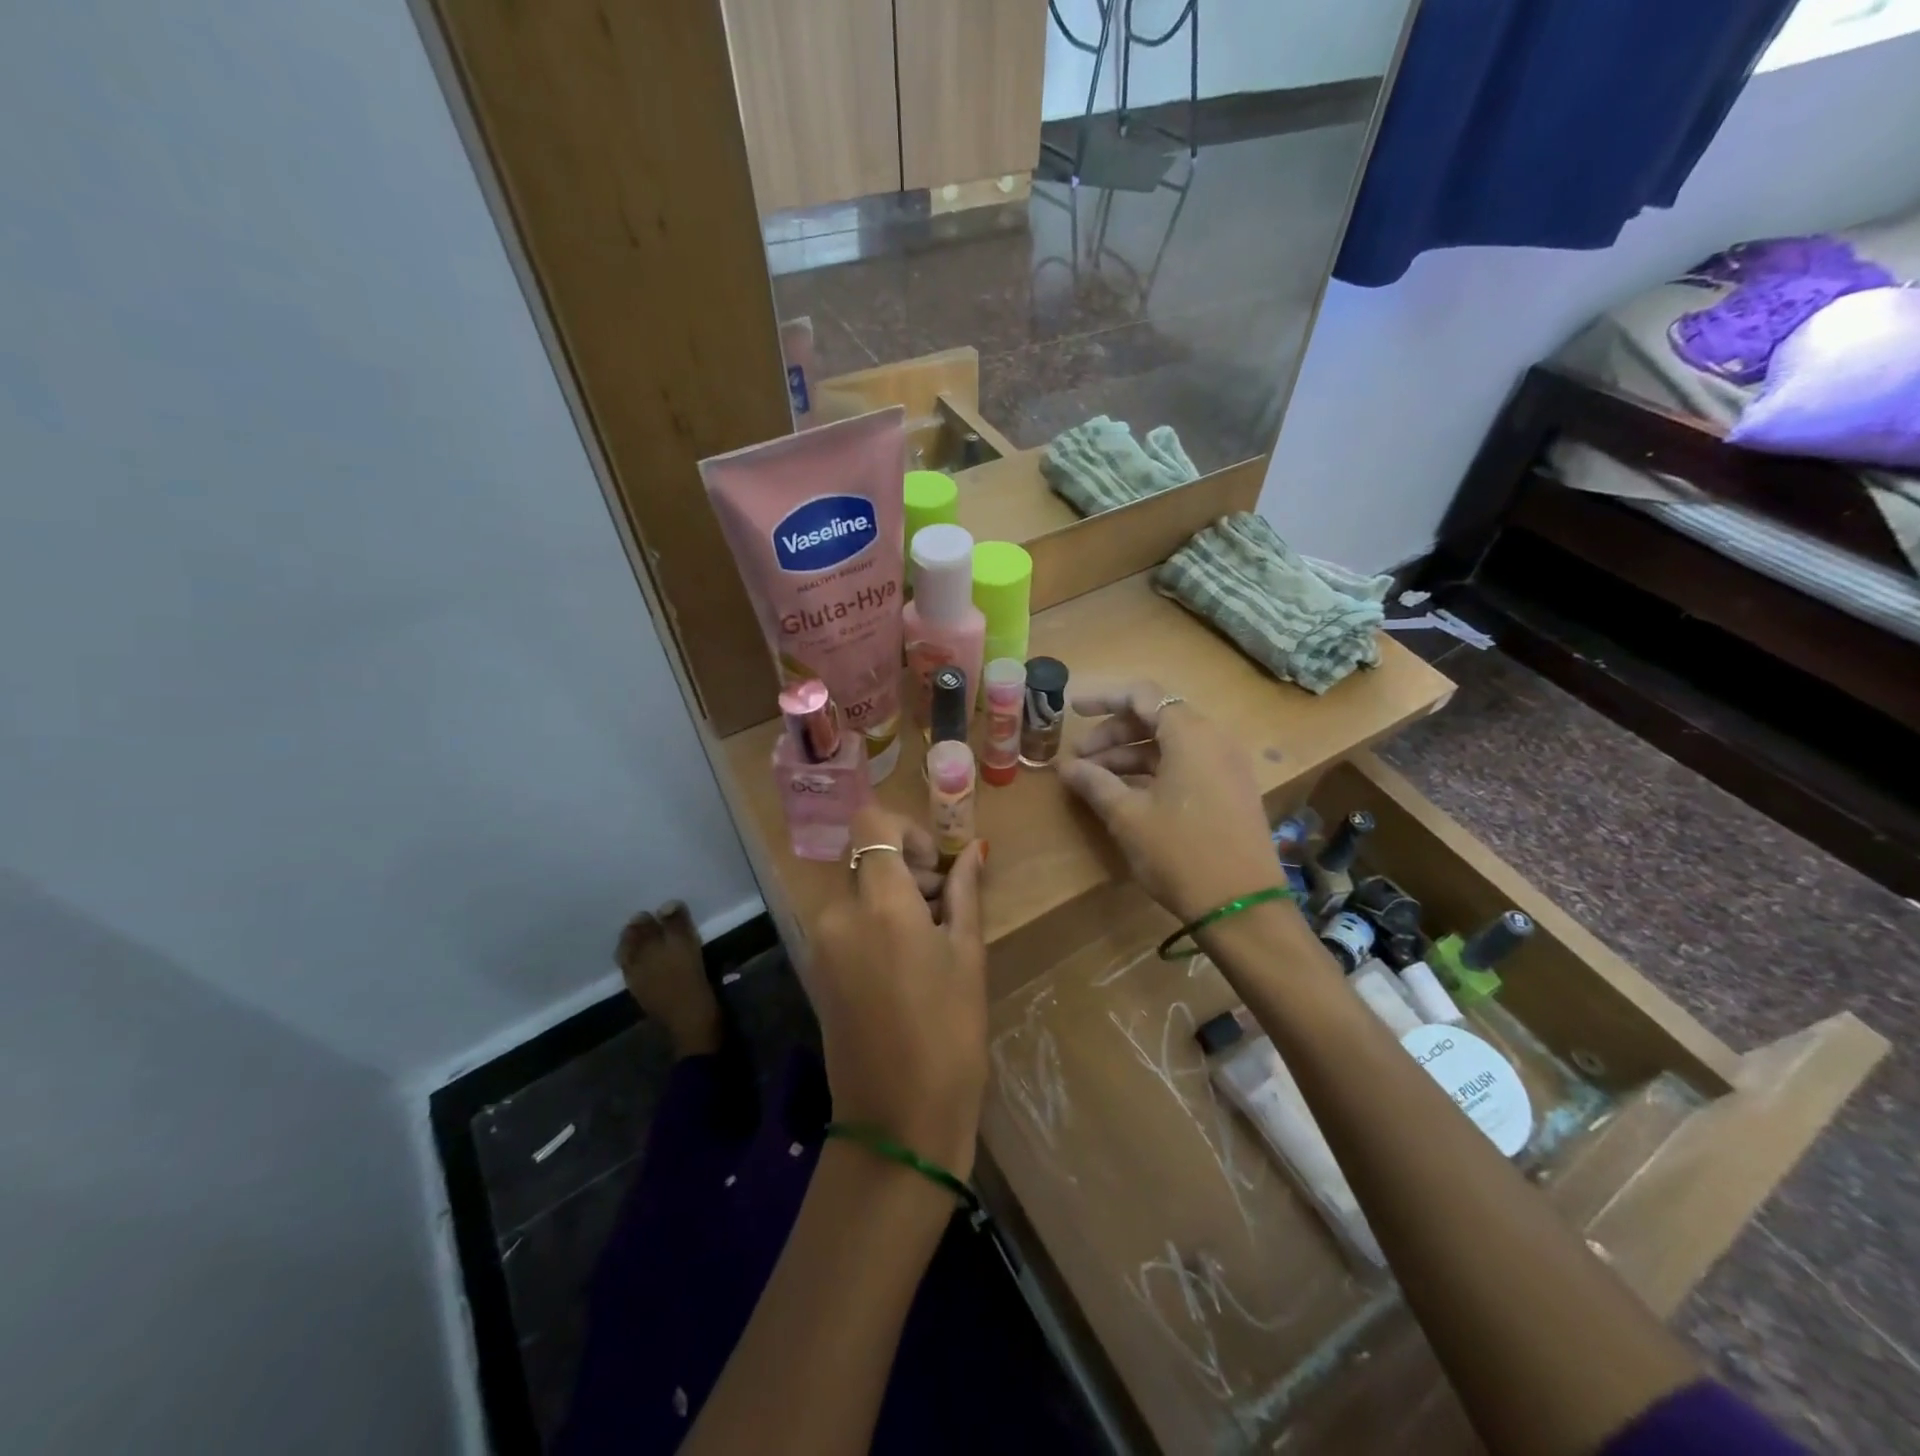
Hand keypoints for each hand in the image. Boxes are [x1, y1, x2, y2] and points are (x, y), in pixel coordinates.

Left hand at [803, 806, 987, 1176]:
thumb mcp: (967, 955)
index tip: (934, 866)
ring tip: (930, 939)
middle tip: (943, 906)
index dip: (905, 830)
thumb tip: (976, 850)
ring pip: (854, 889)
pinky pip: (844, 921)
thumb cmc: (949, 1034)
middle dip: (904, 866)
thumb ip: (965, 892)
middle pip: (864, 857)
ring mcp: (820, 942)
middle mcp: (838, 912)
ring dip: (889, 895)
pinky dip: (872, 921)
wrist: (897, 1121)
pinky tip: (904, 962)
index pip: (871, 823)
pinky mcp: (815, 967)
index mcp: (880, 903)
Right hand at [1058, 682, 1278, 922]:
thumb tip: (1066, 766)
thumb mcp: (1128, 816)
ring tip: (1094, 779)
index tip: (1072, 710)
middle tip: (1078, 758)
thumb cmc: (1180, 852)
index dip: (1104, 698)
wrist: (1242, 906)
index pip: (1143, 695)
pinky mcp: (1229, 790)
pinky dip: (1153, 770)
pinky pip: (1186, 764)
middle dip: (1112, 733)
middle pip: (1156, 718)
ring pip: (1169, 744)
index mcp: (1190, 734)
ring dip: (1129, 755)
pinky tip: (1126, 793)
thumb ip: (1095, 783)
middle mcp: (1213, 740)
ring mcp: (1226, 766)